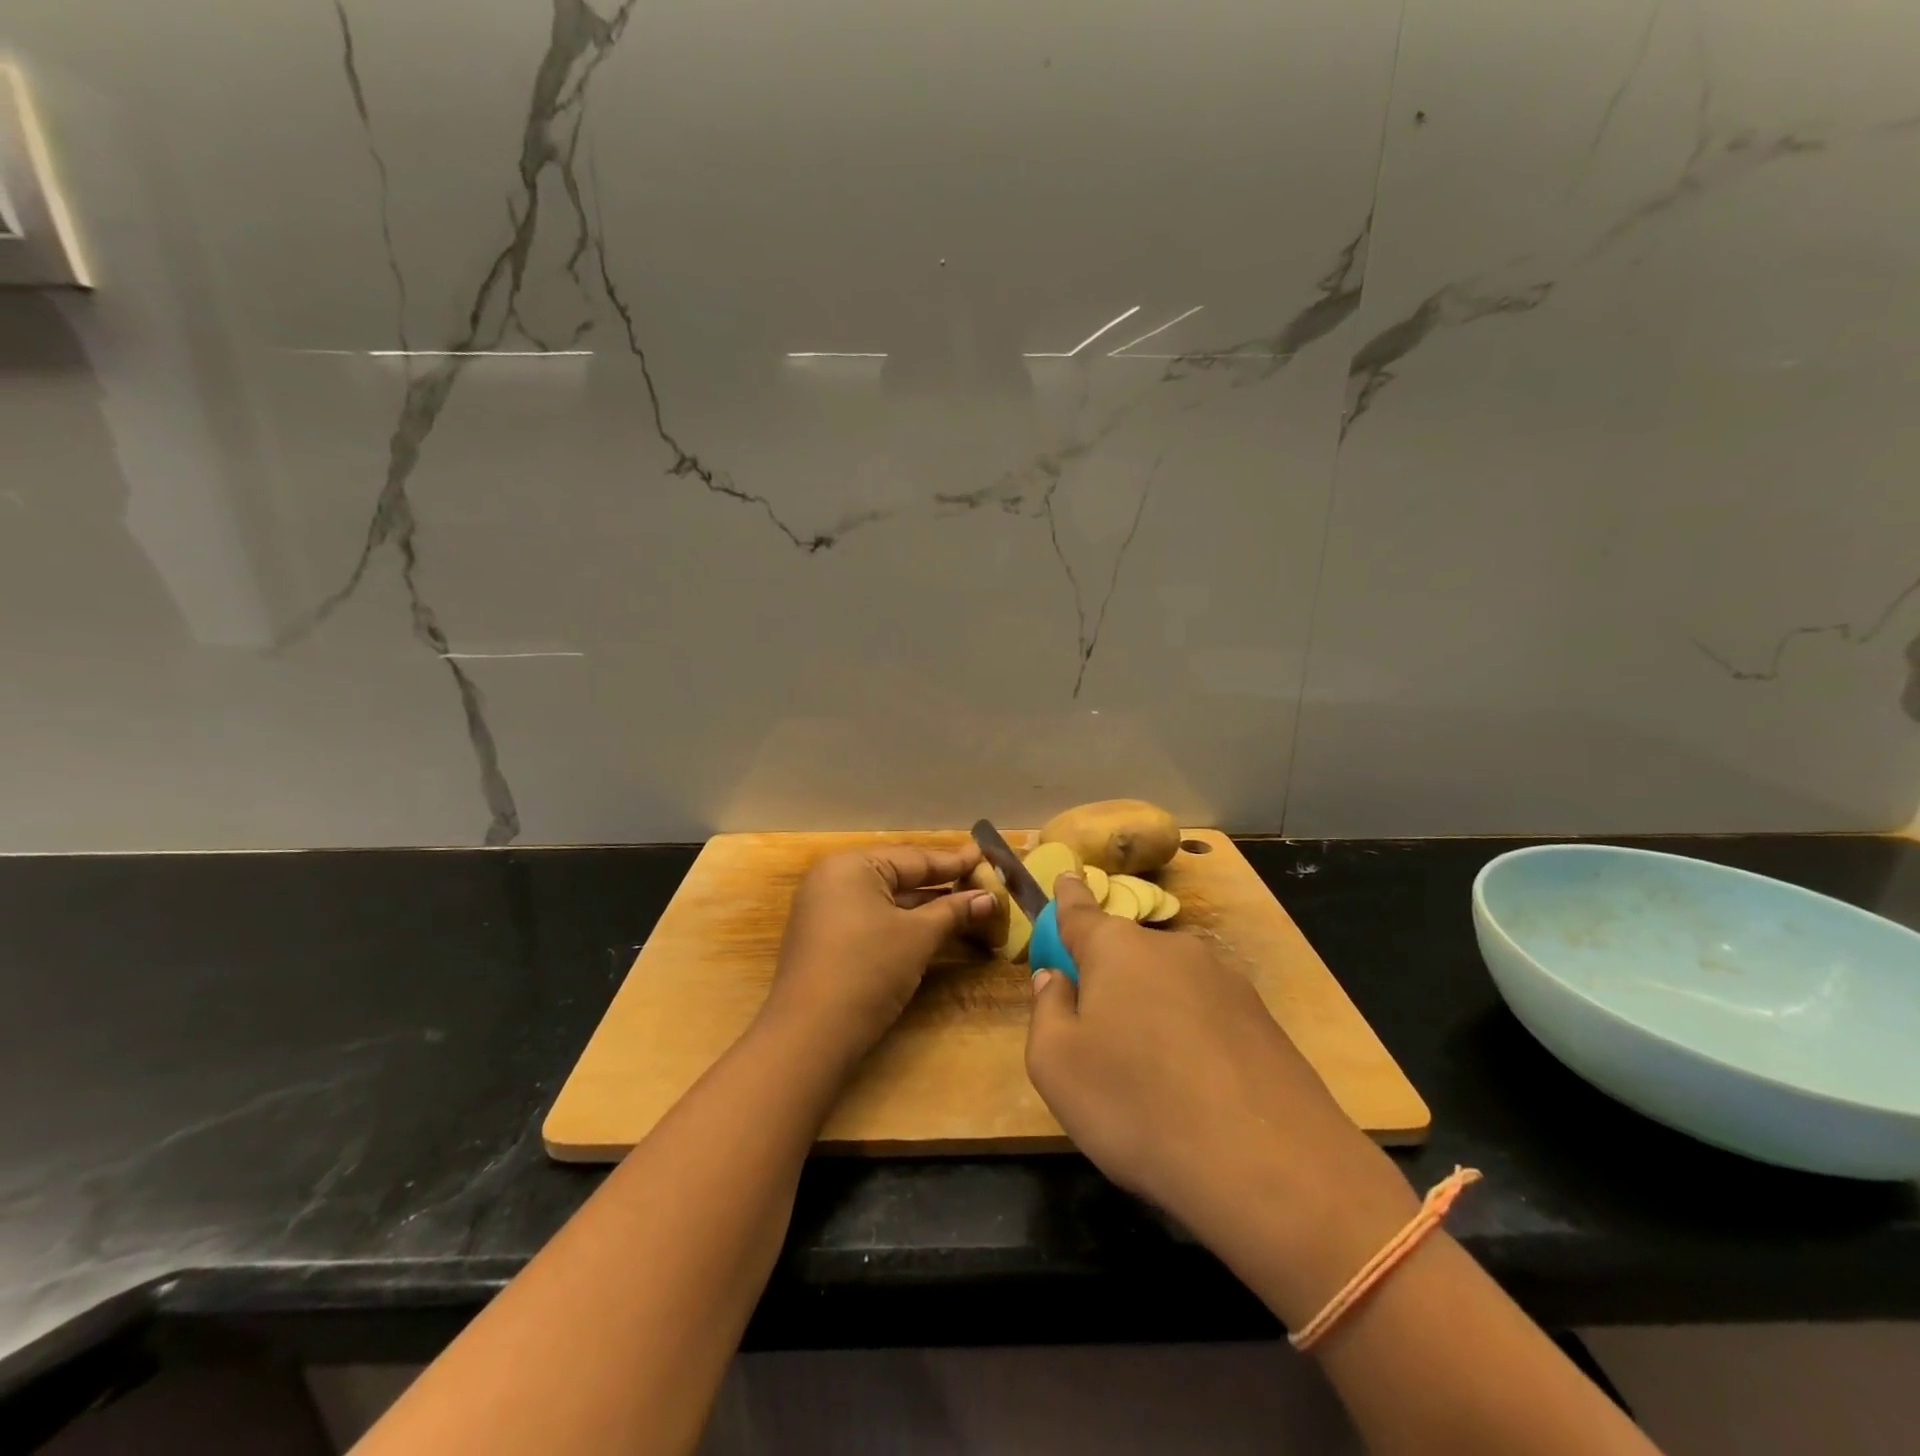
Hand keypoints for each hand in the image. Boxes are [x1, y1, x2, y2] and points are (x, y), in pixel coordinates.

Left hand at [761, 844, 996, 1060]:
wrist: (809, 1035)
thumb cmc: (868, 970)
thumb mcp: (918, 937)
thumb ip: (954, 912)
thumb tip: (990, 898)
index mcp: (851, 866)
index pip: (914, 858)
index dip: (954, 861)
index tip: (986, 855)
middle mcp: (833, 879)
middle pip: (899, 877)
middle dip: (942, 885)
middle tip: (983, 881)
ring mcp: (824, 910)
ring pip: (886, 901)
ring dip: (925, 907)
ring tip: (968, 905)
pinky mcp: (825, 940)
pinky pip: (871, 919)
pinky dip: (902, 923)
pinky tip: (933, 928)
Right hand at [1025, 875, 1417, 1318]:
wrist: (1271, 1166)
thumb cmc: (1138, 1105)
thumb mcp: (1057, 1066)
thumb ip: (1047, 1011)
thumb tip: (1057, 980)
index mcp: (1117, 949)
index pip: (1081, 911)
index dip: (1069, 896)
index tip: (1068, 877)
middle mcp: (1172, 949)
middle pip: (1126, 955)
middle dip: (1108, 982)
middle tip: (1099, 1042)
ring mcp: (1224, 981)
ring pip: (1168, 987)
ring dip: (1151, 1014)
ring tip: (1151, 1083)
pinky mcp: (1262, 1019)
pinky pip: (1206, 1018)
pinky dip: (1191, 1040)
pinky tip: (1196, 1094)